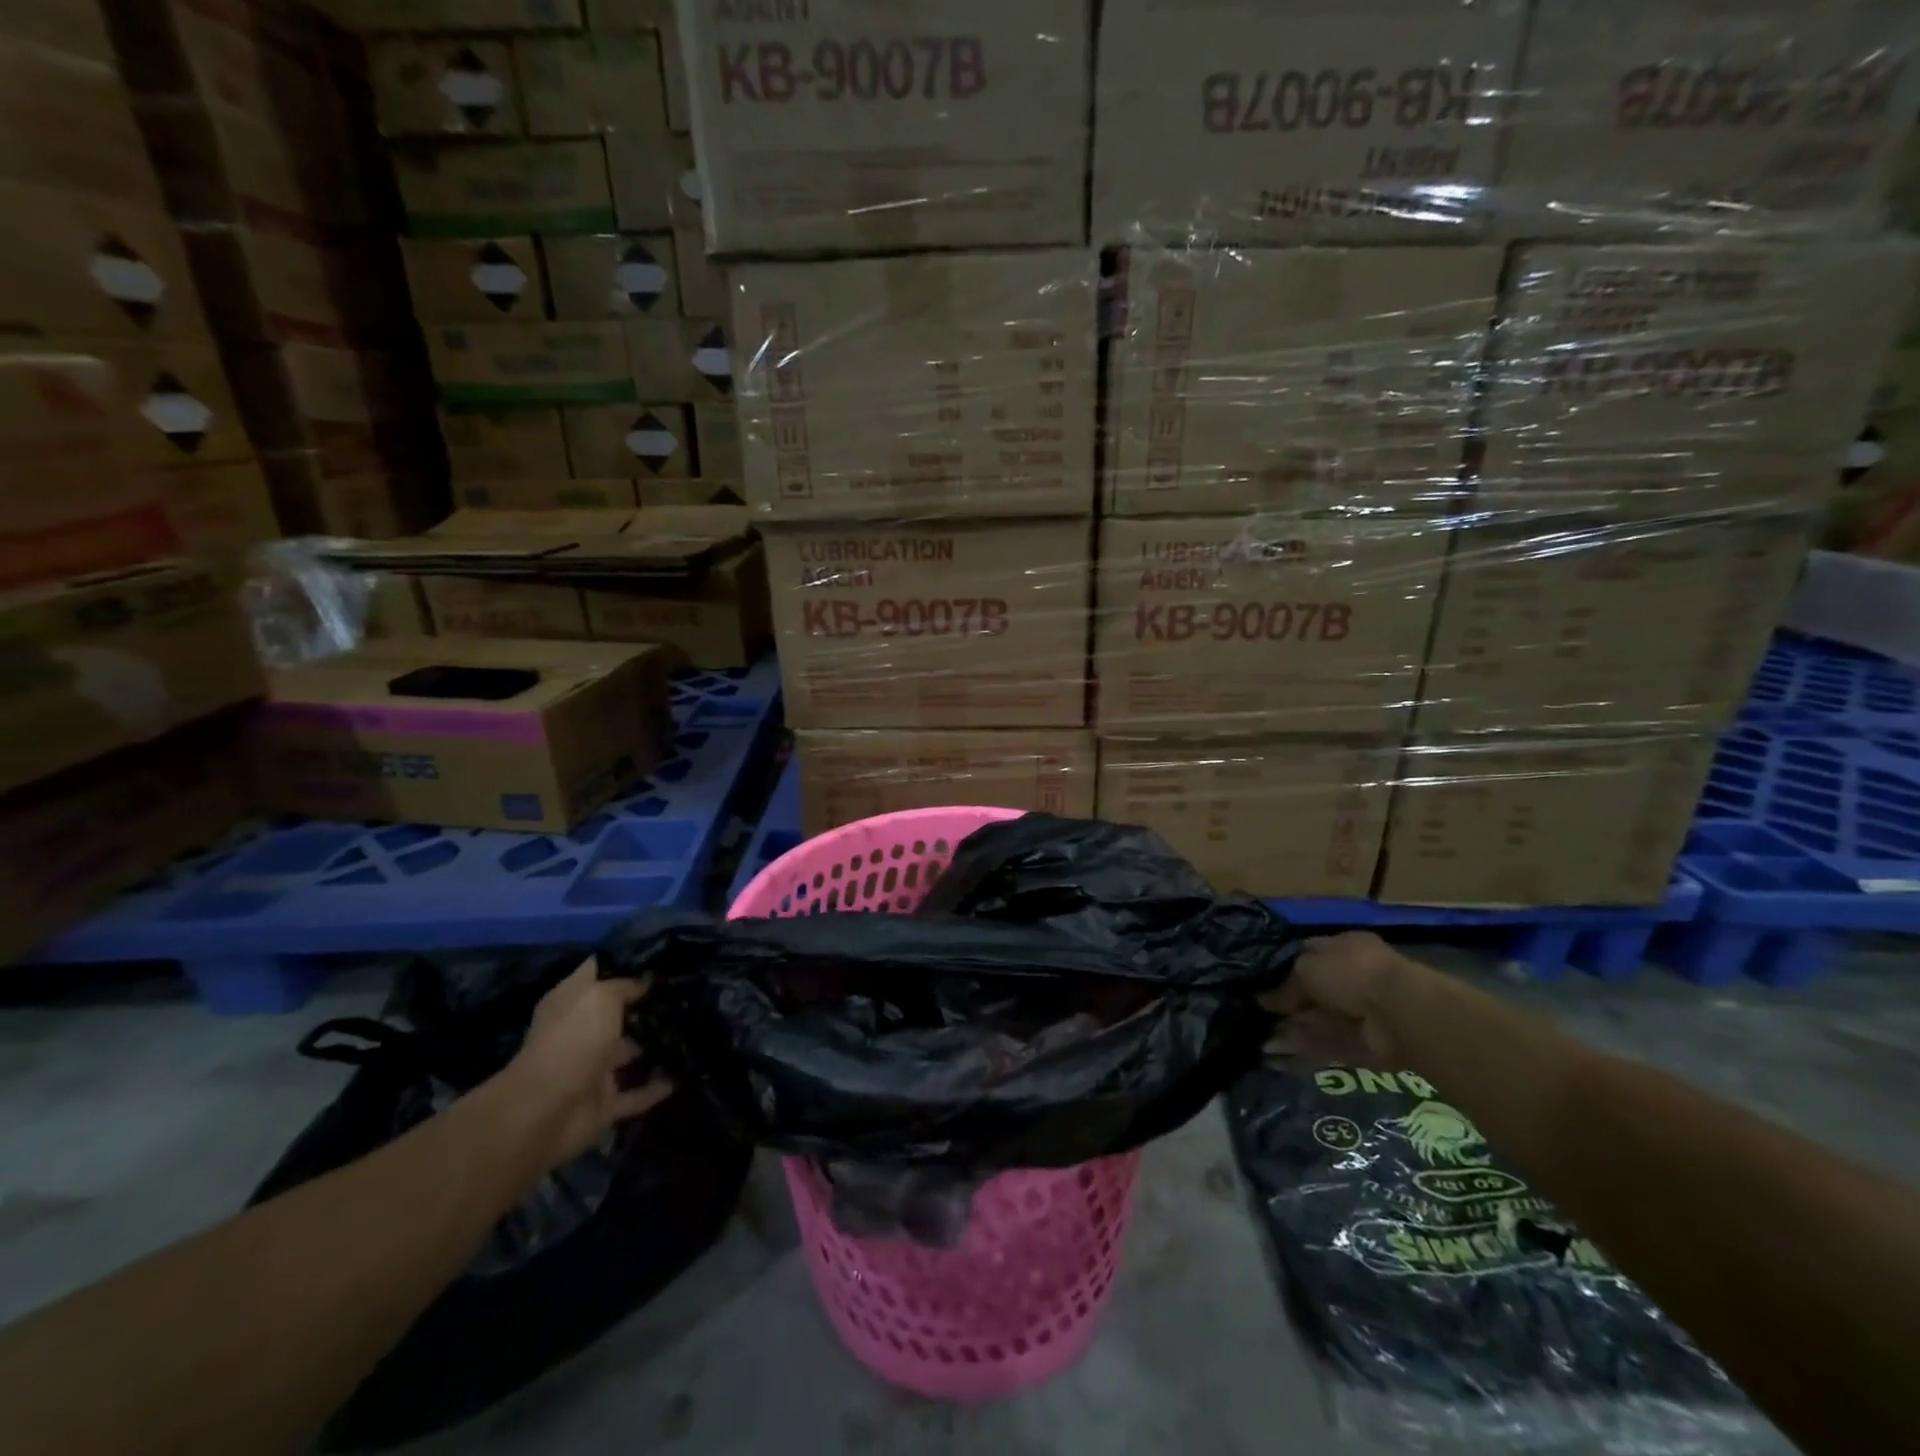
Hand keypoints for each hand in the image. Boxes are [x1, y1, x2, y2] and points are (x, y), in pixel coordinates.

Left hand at [501, 959, 672, 1167]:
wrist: (547, 1111)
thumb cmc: (573, 1039)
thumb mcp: (601, 996)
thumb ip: (625, 985)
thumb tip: (645, 980)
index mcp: (570, 1004)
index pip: (597, 972)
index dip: (624, 961)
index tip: (660, 953)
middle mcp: (580, 1033)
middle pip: (617, 1014)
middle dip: (647, 1004)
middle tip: (685, 989)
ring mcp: (592, 1070)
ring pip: (629, 1053)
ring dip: (654, 1045)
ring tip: (692, 1028)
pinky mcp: (604, 1103)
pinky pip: (636, 1094)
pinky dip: (656, 1088)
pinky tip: (683, 1074)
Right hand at [1260, 932, 1413, 1065]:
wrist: (1399, 1013)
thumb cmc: (1349, 973)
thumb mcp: (1305, 967)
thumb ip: (1284, 985)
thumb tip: (1262, 999)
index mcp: (1344, 947)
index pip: (1308, 954)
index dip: (1283, 966)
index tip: (1258, 980)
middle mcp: (1354, 977)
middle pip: (1314, 990)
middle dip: (1287, 1002)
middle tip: (1256, 1012)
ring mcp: (1362, 1011)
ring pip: (1320, 1019)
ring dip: (1294, 1028)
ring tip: (1261, 1036)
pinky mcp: (1366, 1043)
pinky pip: (1330, 1045)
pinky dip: (1307, 1049)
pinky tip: (1279, 1056)